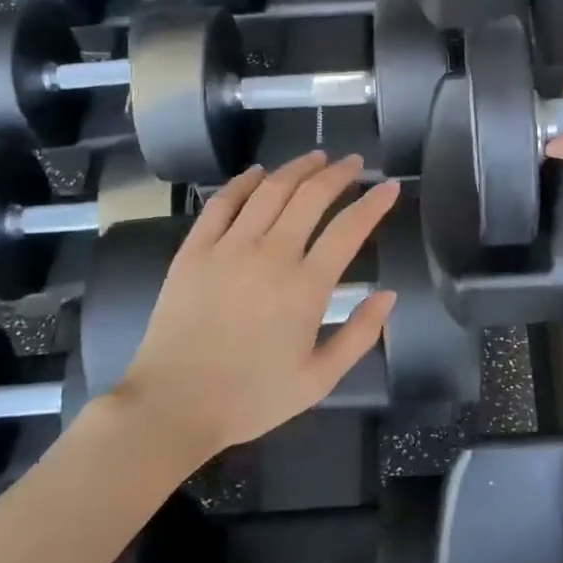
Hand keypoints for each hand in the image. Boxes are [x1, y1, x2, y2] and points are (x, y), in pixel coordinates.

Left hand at [114, 153, 399, 460]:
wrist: (173, 405)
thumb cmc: (251, 397)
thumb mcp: (319, 380)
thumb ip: (360, 335)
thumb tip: (388, 295)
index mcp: (306, 287)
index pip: (349, 229)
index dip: (374, 203)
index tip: (389, 187)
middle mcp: (271, 255)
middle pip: (310, 197)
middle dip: (338, 173)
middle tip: (353, 162)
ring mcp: (228, 248)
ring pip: (269, 190)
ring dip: (296, 168)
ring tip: (316, 157)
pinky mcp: (194, 250)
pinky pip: (222, 203)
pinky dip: (243, 182)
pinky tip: (257, 172)